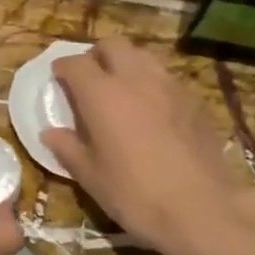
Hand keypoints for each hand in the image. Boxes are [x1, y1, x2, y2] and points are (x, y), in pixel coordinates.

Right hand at [41, 40, 254, 254]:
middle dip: (97, 56)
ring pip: (143, 56)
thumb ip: (68, 148)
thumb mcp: (90, 177)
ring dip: (126, 64)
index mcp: (101, 94)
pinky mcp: (195, 100)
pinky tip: (151, 110)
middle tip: (89, 79)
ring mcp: (170, 86)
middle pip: (113, 45)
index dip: (63, 68)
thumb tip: (51, 133)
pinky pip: (166, 78)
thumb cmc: (135, 194)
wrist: (202, 209)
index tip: (57, 78)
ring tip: (120, 91)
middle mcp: (135, 79)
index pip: (75, 63)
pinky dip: (151, 83)